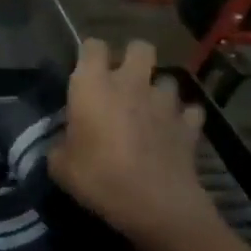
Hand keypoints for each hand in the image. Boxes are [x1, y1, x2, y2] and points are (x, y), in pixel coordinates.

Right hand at [49, 38, 217, 246]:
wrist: (155, 204)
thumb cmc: (99, 178)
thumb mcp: (60, 166)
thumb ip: (60, 145)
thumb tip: (63, 144)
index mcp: (93, 85)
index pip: (92, 46)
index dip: (89, 55)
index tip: (85, 72)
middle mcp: (130, 83)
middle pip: (139, 47)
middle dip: (133, 58)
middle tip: (123, 82)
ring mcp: (164, 102)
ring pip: (167, 79)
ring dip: (158, 91)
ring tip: (150, 110)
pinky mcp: (189, 124)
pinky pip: (190, 111)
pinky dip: (183, 118)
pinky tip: (174, 131)